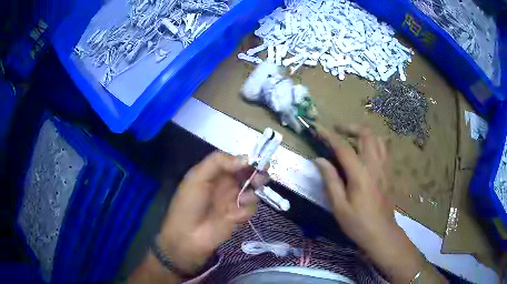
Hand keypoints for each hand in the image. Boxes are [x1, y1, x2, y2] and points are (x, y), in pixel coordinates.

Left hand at [158, 151, 267, 274]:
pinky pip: (251, 208)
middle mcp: (226, 185)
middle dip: (256, 175)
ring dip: (252, 193)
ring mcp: (233, 201)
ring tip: (243, 199)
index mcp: (215, 173)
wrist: (187, 236)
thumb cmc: (189, 204)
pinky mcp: (239, 216)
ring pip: (253, 191)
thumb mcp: (197, 177)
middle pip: (248, 175)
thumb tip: (246, 158)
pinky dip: (246, 210)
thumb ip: (218, 162)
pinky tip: (235, 216)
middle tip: (260, 179)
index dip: (247, 161)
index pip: (235, 162)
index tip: (257, 162)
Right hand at [315, 125, 392, 249]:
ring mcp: (384, 167)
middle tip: (338, 130)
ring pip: (378, 139)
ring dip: (364, 133)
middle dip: (350, 127)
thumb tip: (319, 160)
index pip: (343, 147)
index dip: (329, 136)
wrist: (381, 233)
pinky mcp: (389, 172)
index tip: (318, 129)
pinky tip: (366, 152)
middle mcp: (374, 165)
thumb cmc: (358, 223)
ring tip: (352, 139)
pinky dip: (374, 143)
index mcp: (360, 174)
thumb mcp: (338, 206)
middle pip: (366, 134)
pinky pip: (384, 149)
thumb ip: (330, 181)